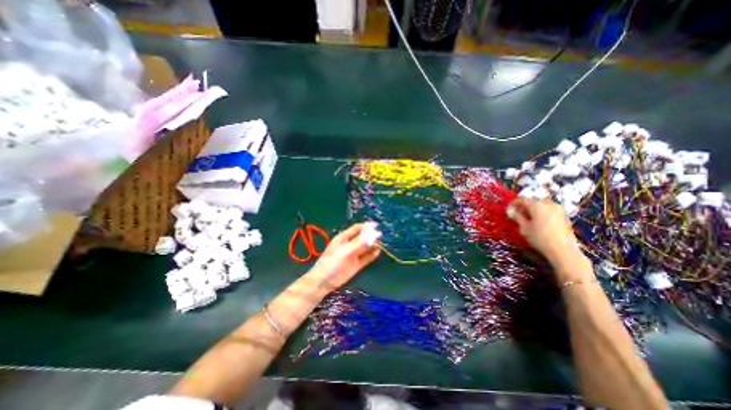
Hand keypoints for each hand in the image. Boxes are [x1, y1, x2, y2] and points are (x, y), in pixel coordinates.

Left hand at [307, 224, 382, 291]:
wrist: (325, 281)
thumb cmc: (333, 261)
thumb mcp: (346, 250)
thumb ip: (360, 242)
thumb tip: (375, 233)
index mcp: (344, 237)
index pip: (357, 228)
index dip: (367, 226)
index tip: (377, 226)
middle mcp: (350, 244)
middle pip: (363, 237)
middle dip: (372, 236)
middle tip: (382, 236)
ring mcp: (354, 254)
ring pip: (366, 247)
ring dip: (373, 245)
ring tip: (382, 243)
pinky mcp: (357, 264)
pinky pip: (366, 257)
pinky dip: (372, 254)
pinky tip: (378, 252)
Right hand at [510, 198, 585, 268]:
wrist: (562, 250)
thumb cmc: (539, 237)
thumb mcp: (524, 227)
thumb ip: (517, 217)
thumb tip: (510, 211)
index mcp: (537, 205)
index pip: (522, 200)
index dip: (514, 204)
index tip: (509, 209)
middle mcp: (549, 204)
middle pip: (533, 202)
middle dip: (525, 207)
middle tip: (519, 215)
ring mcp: (559, 210)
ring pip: (543, 206)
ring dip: (535, 210)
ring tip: (529, 219)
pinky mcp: (565, 217)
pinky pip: (550, 211)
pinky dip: (543, 214)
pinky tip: (539, 223)